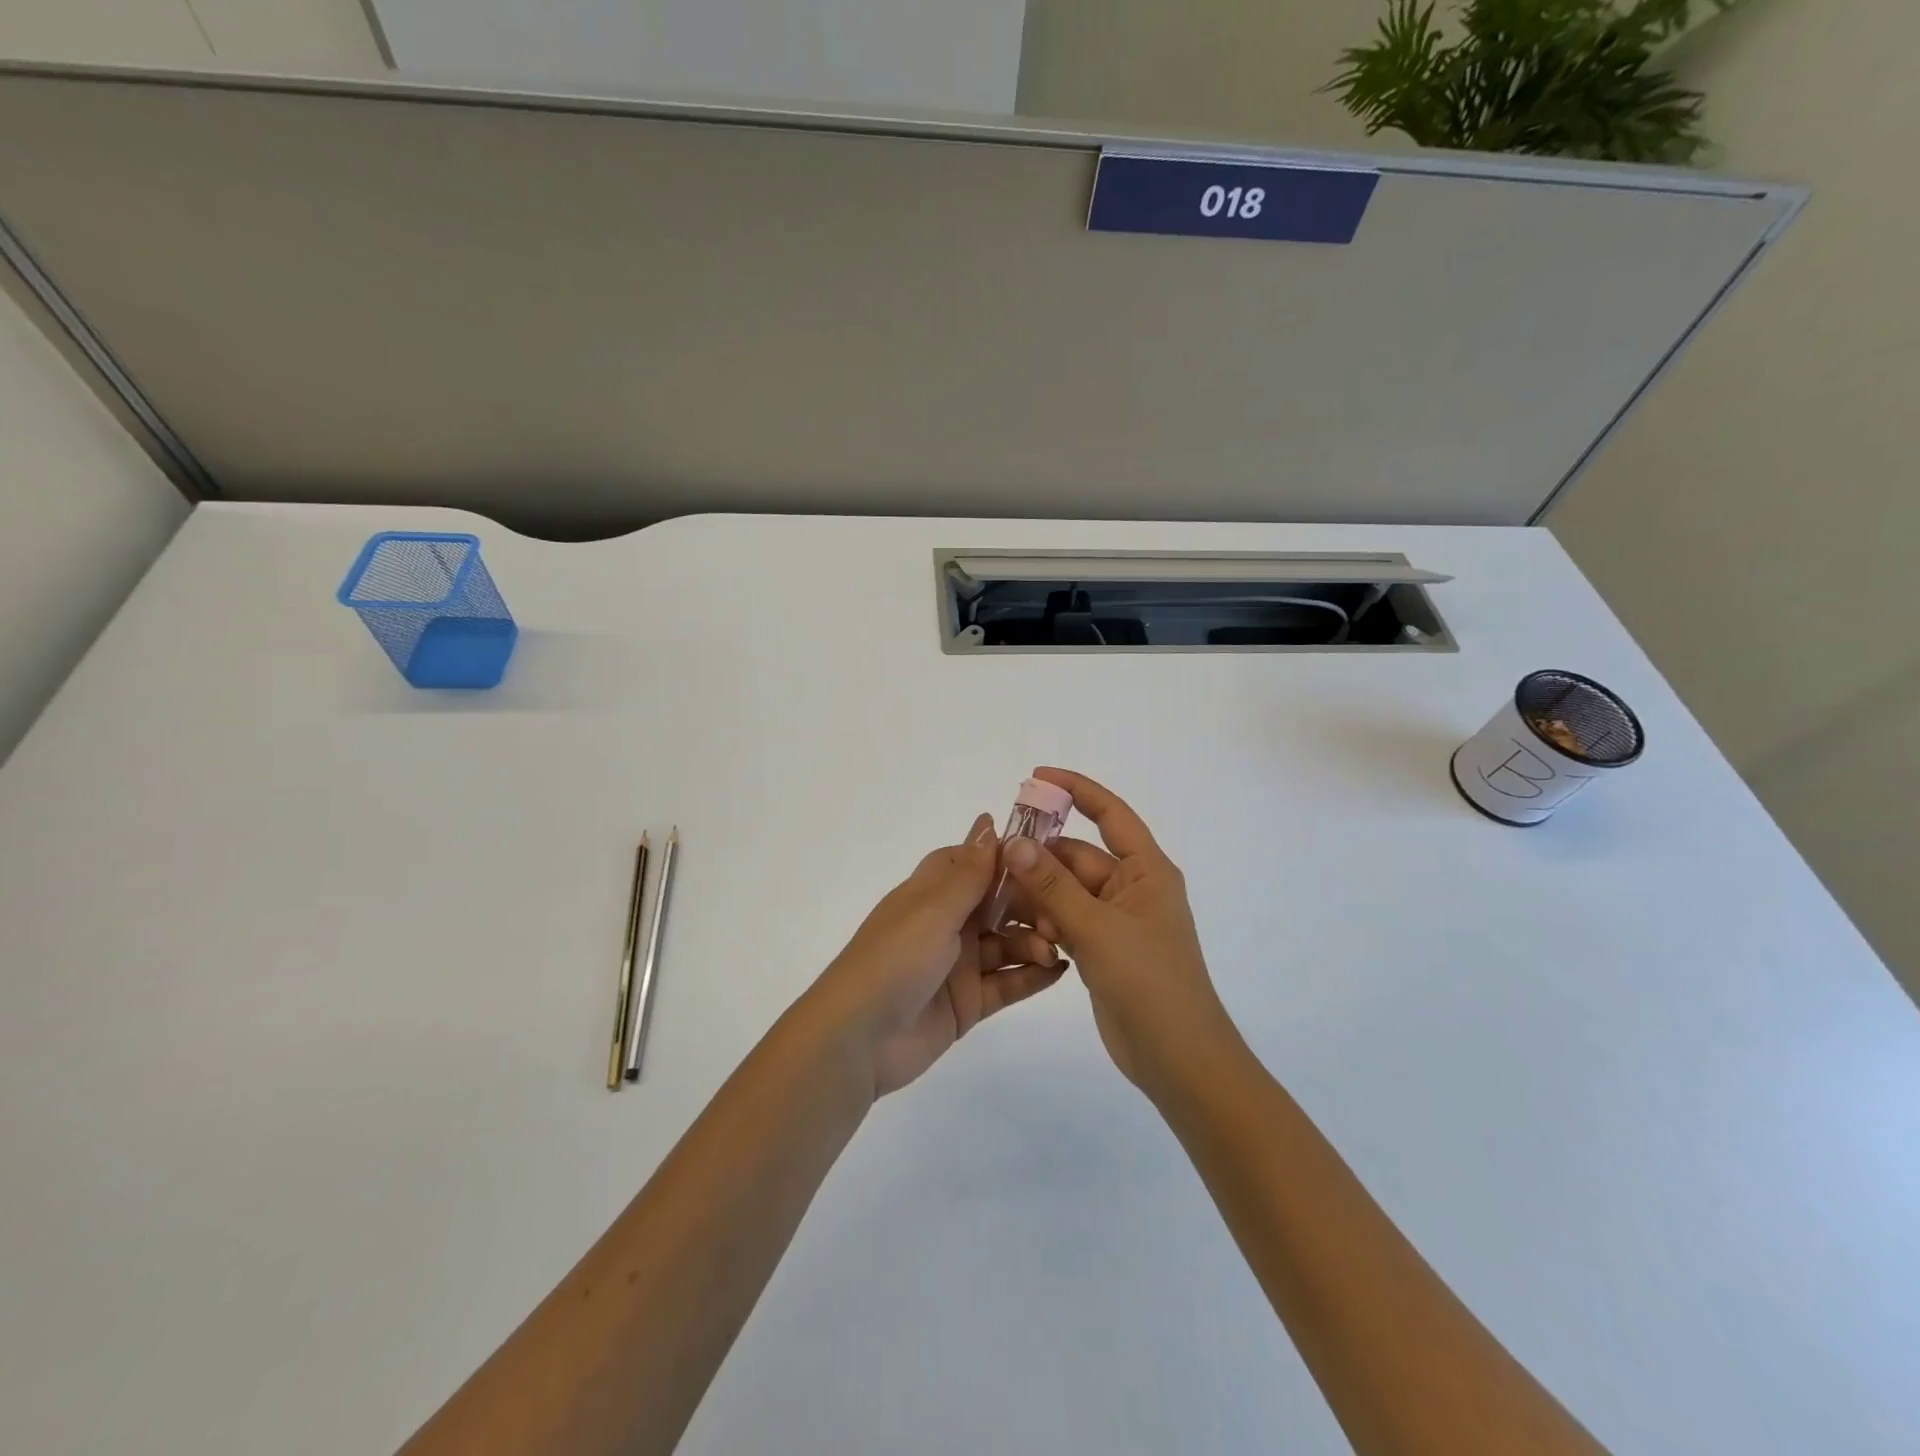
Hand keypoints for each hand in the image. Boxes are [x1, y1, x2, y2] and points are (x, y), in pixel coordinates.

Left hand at [809, 814, 1065, 1098]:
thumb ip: (969, 873)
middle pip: (998, 903)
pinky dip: (1032, 975)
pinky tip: (1059, 970)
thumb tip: (988, 822)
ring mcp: (959, 964)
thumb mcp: (933, 910)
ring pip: (1007, 943)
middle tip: (1061, 913)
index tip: (1049, 855)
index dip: (1008, 856)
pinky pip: (1007, 983)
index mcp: (932, 892)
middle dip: (1030, 904)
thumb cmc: (894, 958)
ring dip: (1034, 940)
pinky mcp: (968, 1003)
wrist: (858, 1039)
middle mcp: (947, 923)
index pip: (973, 861)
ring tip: (1055, 947)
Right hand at [998, 769, 1238, 1094]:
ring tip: (1003, 904)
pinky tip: (1020, 932)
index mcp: (1145, 870)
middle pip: (1077, 857)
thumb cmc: (1149, 983)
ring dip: (1039, 895)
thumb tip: (1015, 842)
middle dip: (1040, 858)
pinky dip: (1045, 922)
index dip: (1076, 790)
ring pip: (1067, 891)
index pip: (1110, 814)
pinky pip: (1067, 920)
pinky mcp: (1102, 948)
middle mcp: (1131, 888)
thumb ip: (1053, 885)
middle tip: (995, 861)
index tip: (1036, 777)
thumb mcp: (1097, 929)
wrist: (1179, 1060)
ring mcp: (1116, 920)